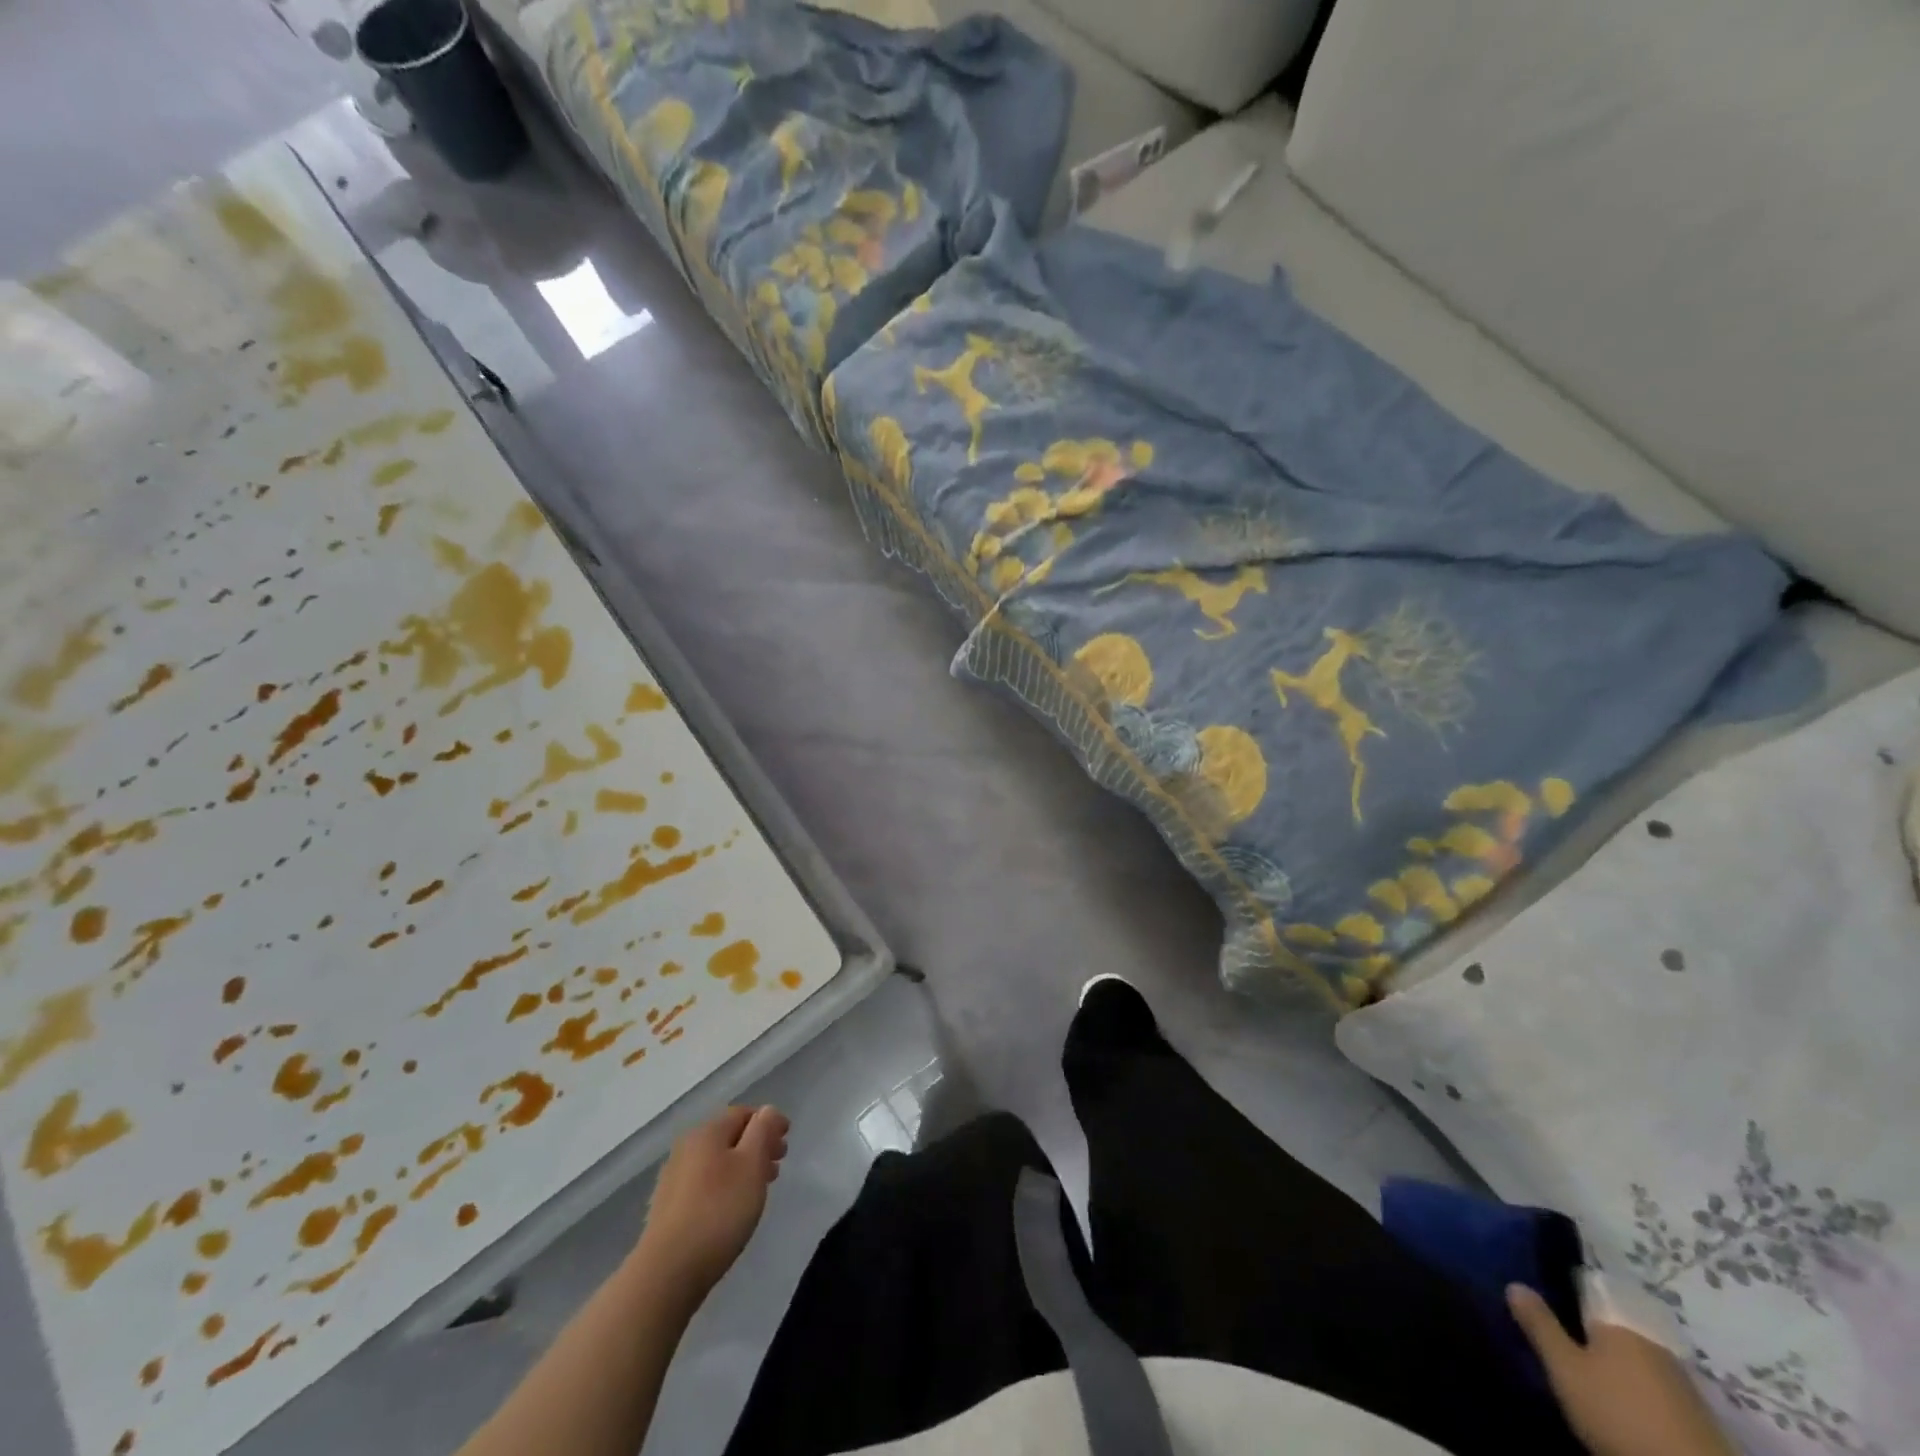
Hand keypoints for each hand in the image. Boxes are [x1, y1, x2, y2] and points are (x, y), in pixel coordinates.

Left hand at [635, 1105, 788, 1300]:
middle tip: (777, 1166)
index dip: (768, 1122)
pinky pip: (703, 1184)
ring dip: (741, 1167)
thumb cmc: (719, 1211)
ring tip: (758, 1189)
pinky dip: (723, 1186)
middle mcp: (686, 1148)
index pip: (743, 1114)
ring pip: (716, 1162)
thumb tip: (767, 1110)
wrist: (667, 1272)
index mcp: (707, 1132)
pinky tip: (731, 1208)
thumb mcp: (752, 1165)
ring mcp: (673, 1179)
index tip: (786, 1141)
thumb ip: (762, 1132)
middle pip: (728, 1137)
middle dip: (756, 1146)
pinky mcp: (667, 1209)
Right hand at [1508, 1284, 1734, 1455]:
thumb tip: (1514, 1283)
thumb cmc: (1618, 1413)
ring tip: (1596, 1383)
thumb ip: (1540, 1325)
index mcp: (1620, 1325)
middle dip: (1595, 1338)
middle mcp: (1653, 1345)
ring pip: (1639, 1364)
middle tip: (1568, 1350)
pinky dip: (1642, 1395)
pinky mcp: (1700, 1420)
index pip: (1590, 1296)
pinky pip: (1659, 1393)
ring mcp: (1683, 1384)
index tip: (1550, 1307)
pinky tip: (1629, 1409)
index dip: (1568, 1299)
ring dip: (1620, 1370)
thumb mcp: (1565, 1369)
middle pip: (1616, 1332)